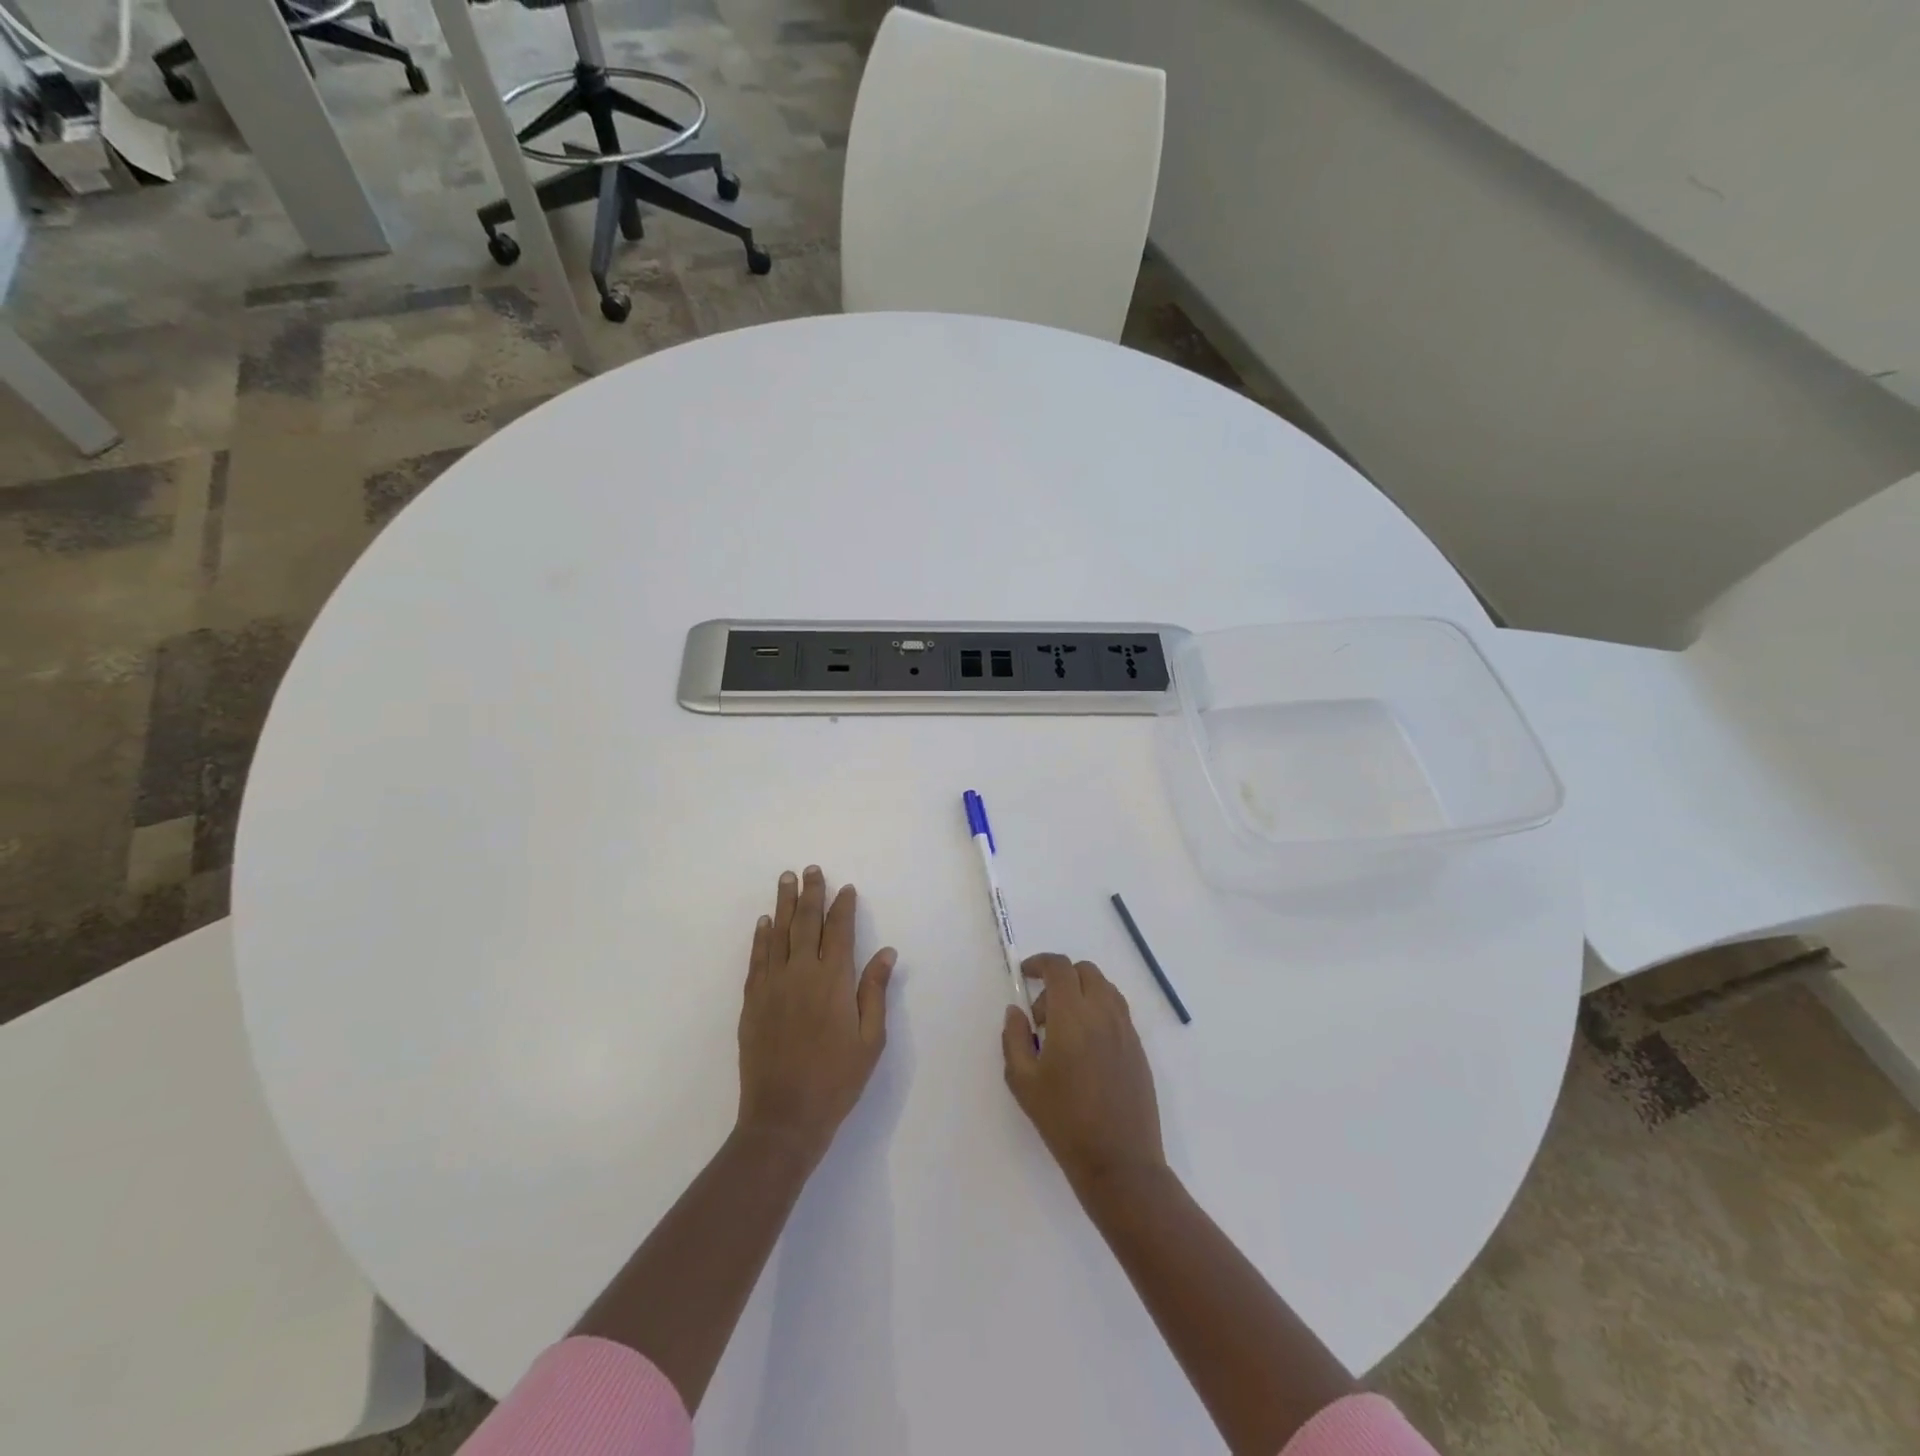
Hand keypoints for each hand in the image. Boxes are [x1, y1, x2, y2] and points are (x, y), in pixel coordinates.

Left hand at [736, 866, 895, 1164]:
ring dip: (784, 904)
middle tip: (811, 869)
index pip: (839, 931)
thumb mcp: (870, 1040)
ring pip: (779, 934)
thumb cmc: (837, 1079)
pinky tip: (764, 922)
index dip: (843, 907)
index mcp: (834, 981)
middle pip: (806, 923)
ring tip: (786, 880)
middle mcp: (801, 973)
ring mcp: (773, 985)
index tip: (846, 888)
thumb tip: (885, 952)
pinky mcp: (752, 1001)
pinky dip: (761, 937)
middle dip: (811, 894)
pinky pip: (757, 959)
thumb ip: (874, 991)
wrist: (784, 1116)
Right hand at [1002, 954, 1165, 1195]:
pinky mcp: (1138, 1048)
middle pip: (1085, 971)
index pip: (1059, 967)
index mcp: (1073, 1016)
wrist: (1119, 1162)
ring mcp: (1126, 1030)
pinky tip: (1086, 1048)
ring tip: (1065, 1030)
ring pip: (1104, 988)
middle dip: (1060, 978)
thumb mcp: (1023, 1081)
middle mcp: (1103, 1013)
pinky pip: (1117, 1011)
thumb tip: (1016, 1011)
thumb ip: (1014, 1038)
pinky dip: (1099, 1012)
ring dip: (1082, 993)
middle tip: (1043, 1014)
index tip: (1025, 975)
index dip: (1040, 963)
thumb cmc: (1064, 1122)